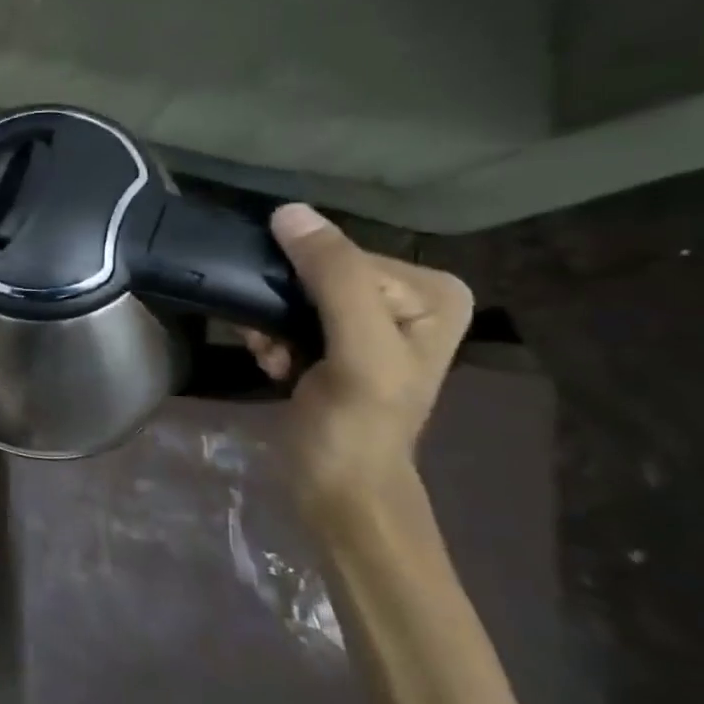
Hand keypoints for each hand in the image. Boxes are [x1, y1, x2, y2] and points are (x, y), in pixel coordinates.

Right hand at [243, 204, 473, 538]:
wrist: (339, 491)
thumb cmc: (356, 426)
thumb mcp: (356, 349)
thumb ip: (333, 278)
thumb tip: (288, 211)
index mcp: (432, 292)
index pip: (343, 255)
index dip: (302, 287)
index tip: (289, 331)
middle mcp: (407, 298)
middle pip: (317, 273)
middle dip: (282, 308)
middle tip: (274, 347)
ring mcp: (369, 322)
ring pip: (294, 294)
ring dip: (270, 325)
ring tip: (272, 359)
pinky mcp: (336, 343)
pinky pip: (287, 315)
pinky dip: (271, 338)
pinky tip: (273, 365)